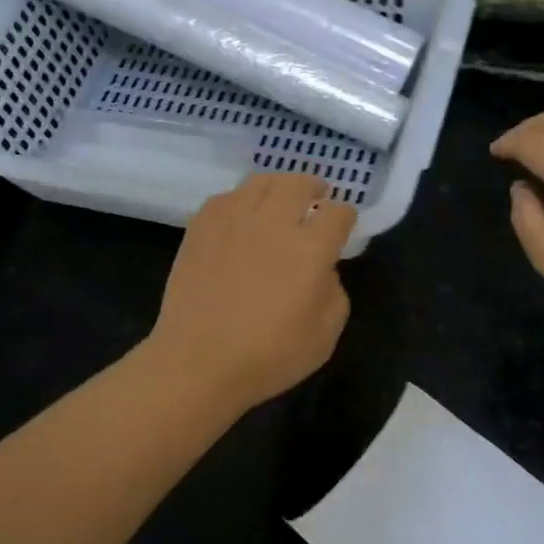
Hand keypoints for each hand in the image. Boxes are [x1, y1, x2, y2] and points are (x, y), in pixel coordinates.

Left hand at [145, 173, 354, 411]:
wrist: (199, 361)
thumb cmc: (269, 356)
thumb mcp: (324, 336)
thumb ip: (334, 294)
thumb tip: (323, 271)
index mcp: (311, 248)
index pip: (337, 214)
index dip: (345, 216)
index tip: (343, 223)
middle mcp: (274, 223)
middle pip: (297, 184)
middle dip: (312, 186)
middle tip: (315, 194)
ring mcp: (233, 220)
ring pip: (260, 182)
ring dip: (277, 185)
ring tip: (279, 196)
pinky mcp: (200, 228)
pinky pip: (225, 197)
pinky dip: (240, 199)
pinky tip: (240, 213)